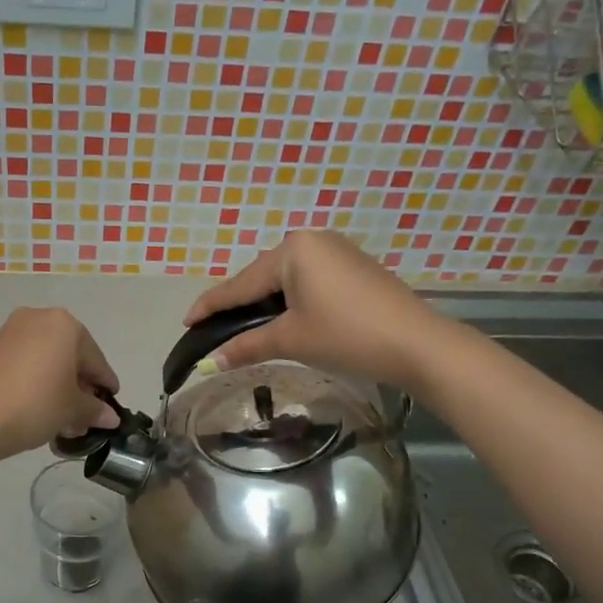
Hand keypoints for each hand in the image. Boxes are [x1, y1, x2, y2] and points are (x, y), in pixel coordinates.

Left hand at [0, 308, 120, 467]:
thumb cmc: (34, 404)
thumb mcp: (71, 410)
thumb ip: (94, 410)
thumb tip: (110, 417)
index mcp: (64, 324)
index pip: (95, 359)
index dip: (105, 385)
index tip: (111, 406)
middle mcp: (37, 319)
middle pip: (69, 356)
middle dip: (79, 387)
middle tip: (84, 417)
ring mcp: (9, 333)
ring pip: (45, 362)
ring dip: (57, 389)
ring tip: (61, 421)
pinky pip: (24, 366)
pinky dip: (35, 385)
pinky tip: (37, 412)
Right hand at [183, 232, 437, 389]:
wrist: (416, 343)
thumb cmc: (346, 335)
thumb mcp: (291, 339)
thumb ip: (247, 346)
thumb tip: (210, 362)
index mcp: (293, 250)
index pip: (240, 283)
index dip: (211, 305)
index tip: (186, 321)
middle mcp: (312, 240)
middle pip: (261, 277)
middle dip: (238, 304)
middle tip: (214, 330)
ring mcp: (336, 251)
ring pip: (285, 280)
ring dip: (265, 305)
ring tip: (245, 329)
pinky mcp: (353, 268)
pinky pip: (308, 282)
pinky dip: (290, 302)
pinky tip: (283, 320)